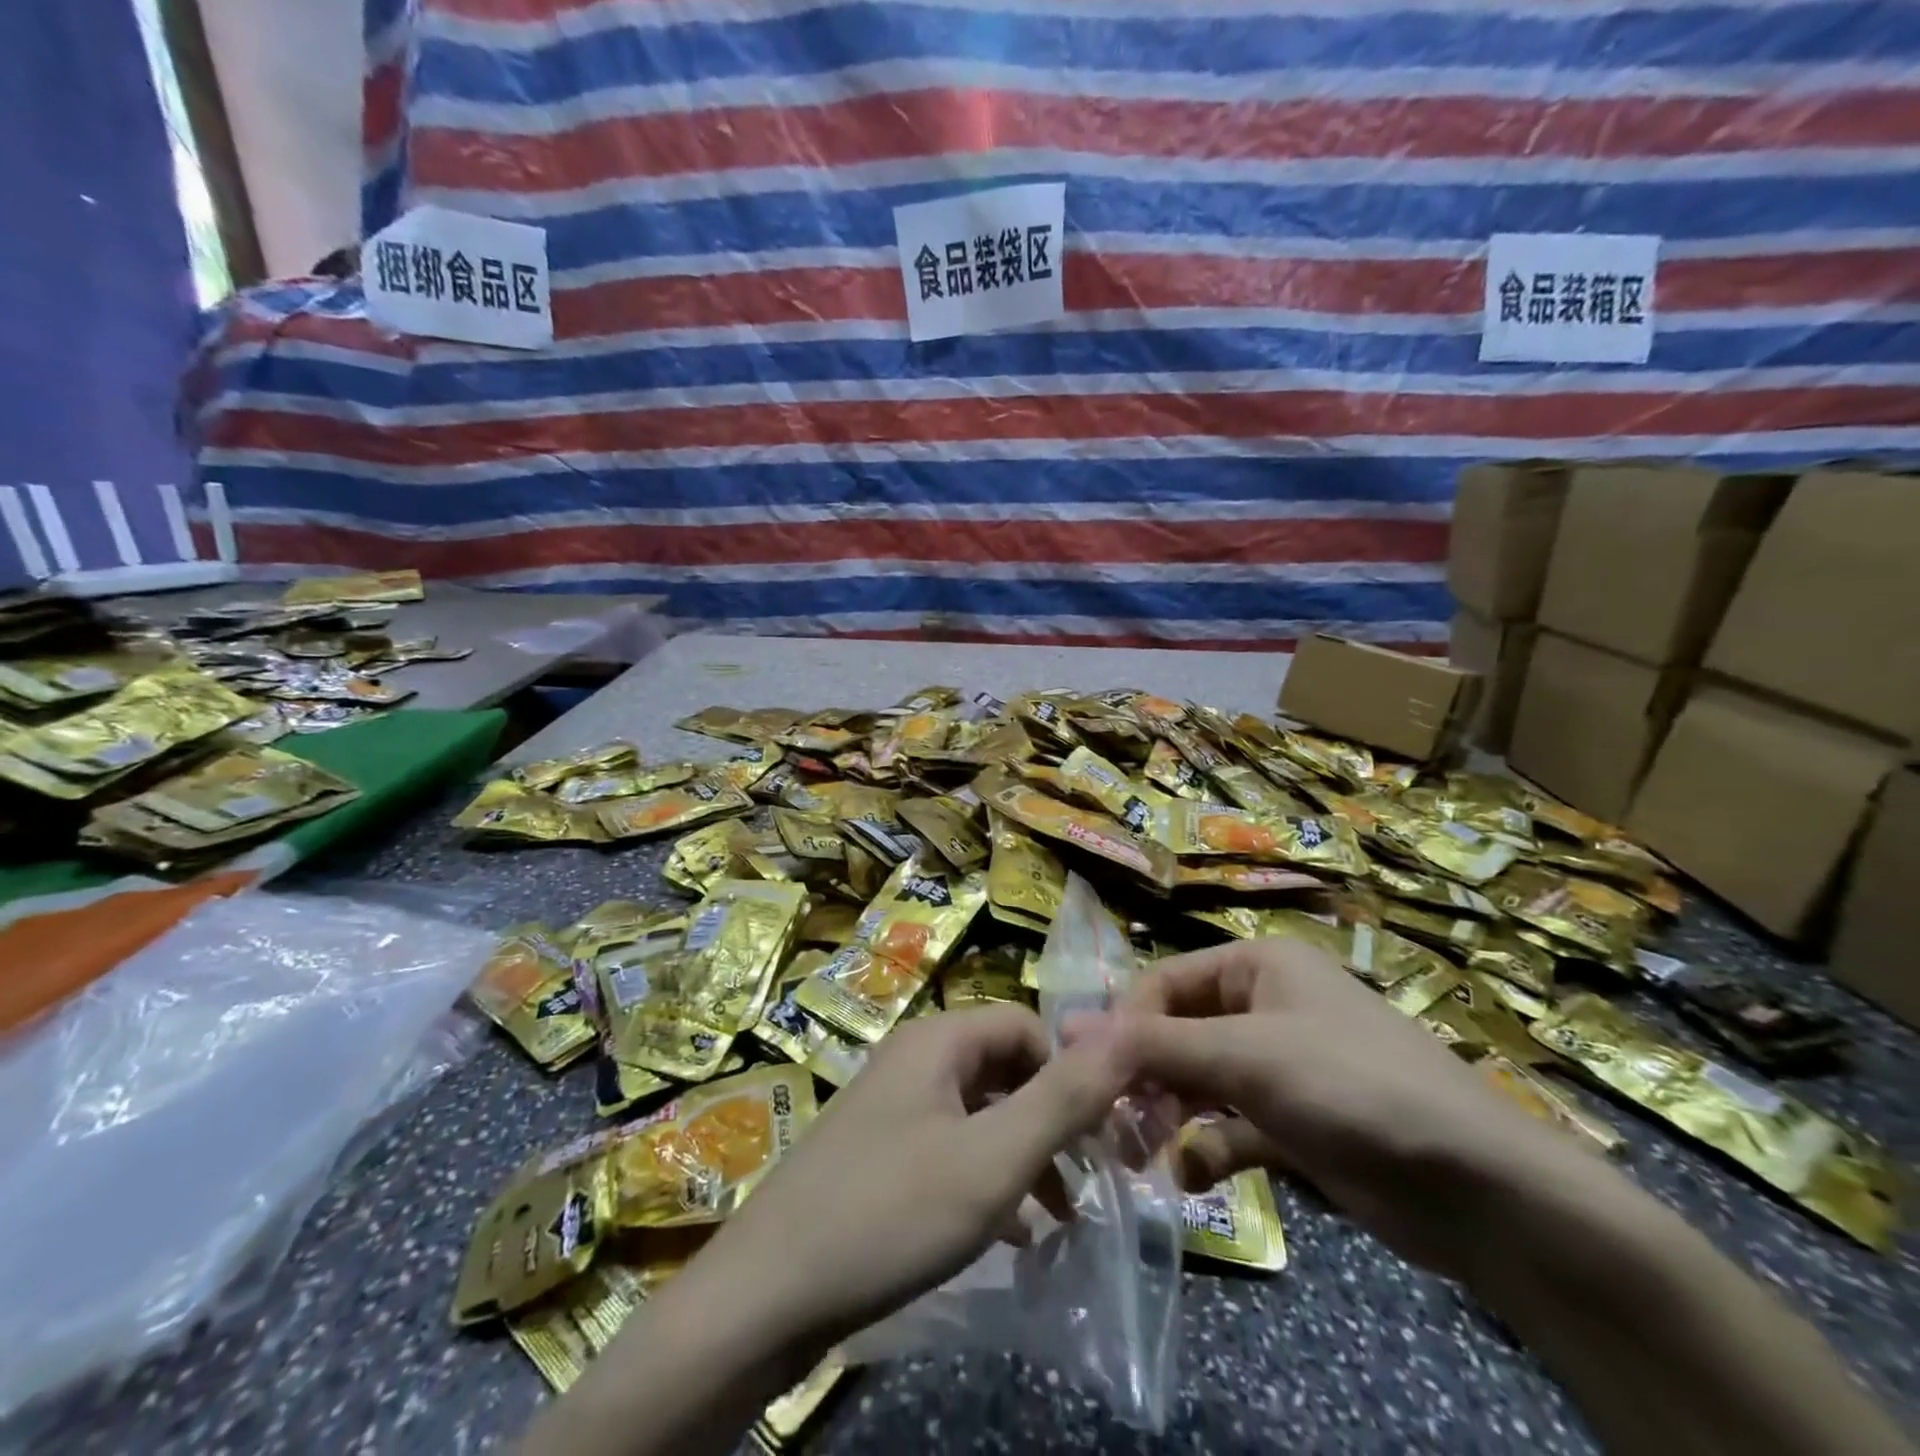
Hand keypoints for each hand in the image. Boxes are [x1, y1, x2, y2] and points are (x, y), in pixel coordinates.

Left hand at [695, 1004, 1135, 1364]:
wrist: (766, 1294)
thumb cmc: (891, 1213)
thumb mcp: (993, 1158)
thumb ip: (1063, 1097)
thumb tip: (1128, 1031)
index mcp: (938, 1041)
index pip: (1026, 1026)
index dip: (1070, 1070)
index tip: (1102, 1133)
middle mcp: (913, 1059)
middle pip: (1003, 1069)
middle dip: (1051, 1119)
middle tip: (1090, 1180)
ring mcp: (891, 1107)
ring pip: (979, 1114)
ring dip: (1024, 1155)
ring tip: (1060, 1216)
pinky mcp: (877, 1154)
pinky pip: (949, 1148)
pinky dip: (986, 1179)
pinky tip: (1010, 1233)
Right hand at [1087, 936, 1594, 1279]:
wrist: (1478, 1188)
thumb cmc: (1350, 1087)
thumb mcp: (1244, 1056)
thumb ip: (1154, 1045)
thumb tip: (1069, 1028)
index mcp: (1258, 965)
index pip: (1164, 981)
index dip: (1124, 1024)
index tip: (1090, 1073)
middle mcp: (1266, 1005)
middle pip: (1179, 1032)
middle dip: (1145, 1077)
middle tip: (1110, 1123)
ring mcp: (1281, 1066)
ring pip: (1200, 1082)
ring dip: (1169, 1115)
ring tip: (1142, 1156)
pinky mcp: (1295, 1122)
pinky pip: (1231, 1125)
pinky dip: (1209, 1148)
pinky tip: (1193, 1177)